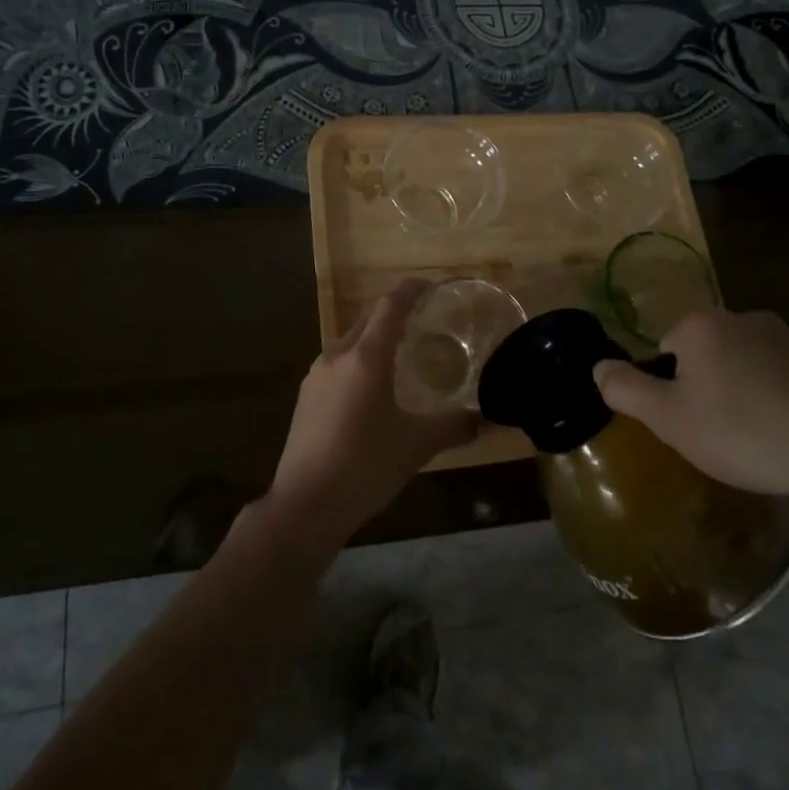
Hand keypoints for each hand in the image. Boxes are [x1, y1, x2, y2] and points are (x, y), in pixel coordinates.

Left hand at [265, 279, 477, 547]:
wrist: (305, 505)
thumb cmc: (365, 466)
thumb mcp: (416, 446)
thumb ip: (452, 427)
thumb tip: (483, 420)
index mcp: (365, 357)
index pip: (390, 306)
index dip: (410, 290)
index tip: (429, 284)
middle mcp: (337, 355)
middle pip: (367, 319)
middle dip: (393, 312)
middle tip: (421, 317)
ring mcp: (316, 376)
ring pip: (349, 341)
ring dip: (373, 337)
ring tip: (399, 351)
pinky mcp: (306, 398)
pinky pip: (337, 364)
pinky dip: (358, 361)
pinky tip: (370, 388)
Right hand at [593, 307, 788, 502]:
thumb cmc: (741, 431)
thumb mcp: (668, 418)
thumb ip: (624, 389)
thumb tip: (597, 366)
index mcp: (700, 324)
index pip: (665, 351)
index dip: (671, 390)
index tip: (690, 422)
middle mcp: (740, 316)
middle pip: (702, 354)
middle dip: (704, 388)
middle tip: (717, 433)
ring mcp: (783, 336)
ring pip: (739, 364)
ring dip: (738, 392)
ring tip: (752, 438)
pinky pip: (775, 376)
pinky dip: (771, 398)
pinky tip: (783, 432)